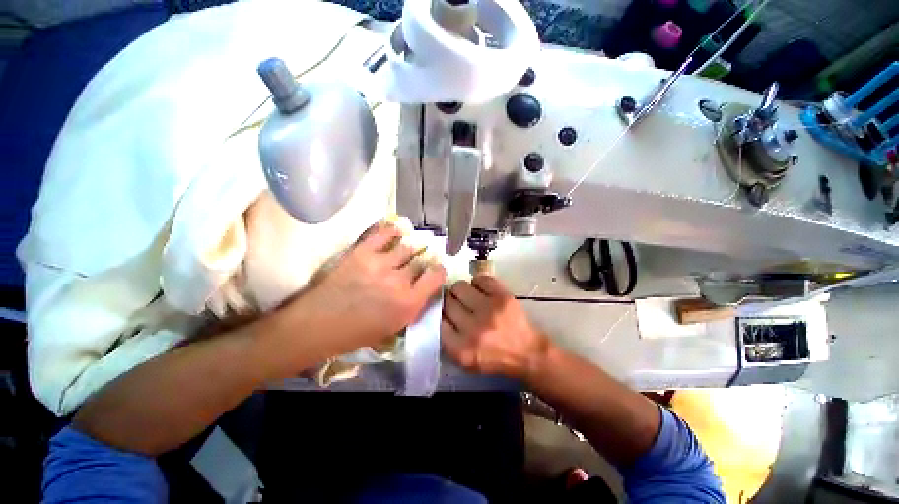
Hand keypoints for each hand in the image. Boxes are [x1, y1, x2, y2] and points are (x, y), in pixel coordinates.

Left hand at [287, 222, 445, 356]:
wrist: (319, 324)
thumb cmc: (358, 332)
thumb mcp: (395, 326)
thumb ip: (414, 305)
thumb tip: (425, 287)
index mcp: (409, 302)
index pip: (436, 276)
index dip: (439, 270)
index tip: (437, 269)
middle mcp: (399, 280)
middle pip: (421, 260)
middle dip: (425, 258)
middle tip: (424, 257)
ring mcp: (380, 264)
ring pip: (406, 247)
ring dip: (412, 246)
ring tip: (411, 246)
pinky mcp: (362, 253)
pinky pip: (383, 234)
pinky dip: (393, 230)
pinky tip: (398, 230)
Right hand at [442, 275, 548, 379]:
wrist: (527, 352)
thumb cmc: (494, 358)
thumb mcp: (465, 361)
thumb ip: (447, 340)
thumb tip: (437, 311)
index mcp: (461, 349)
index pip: (437, 321)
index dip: (440, 314)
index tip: (444, 312)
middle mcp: (473, 329)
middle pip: (448, 302)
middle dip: (449, 301)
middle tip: (457, 303)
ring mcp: (489, 310)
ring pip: (459, 286)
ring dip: (461, 290)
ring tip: (469, 296)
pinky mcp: (502, 296)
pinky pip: (479, 278)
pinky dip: (477, 283)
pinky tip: (481, 290)